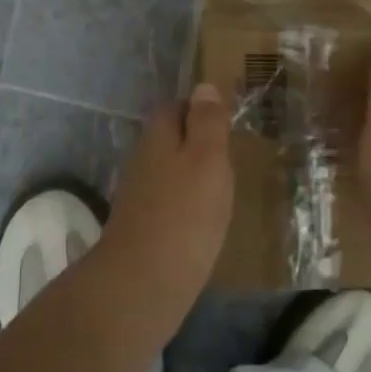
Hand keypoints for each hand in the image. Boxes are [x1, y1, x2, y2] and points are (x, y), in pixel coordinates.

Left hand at [99, 82, 234, 308]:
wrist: (142, 284)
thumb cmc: (184, 214)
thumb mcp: (207, 160)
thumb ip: (207, 124)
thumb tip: (203, 87)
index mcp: (158, 138)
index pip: (174, 107)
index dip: (198, 109)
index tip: (226, 119)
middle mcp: (143, 161)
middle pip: (169, 140)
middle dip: (195, 142)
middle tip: (231, 153)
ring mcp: (138, 197)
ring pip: (168, 172)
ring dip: (191, 175)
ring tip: (224, 186)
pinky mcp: (142, 229)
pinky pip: (167, 204)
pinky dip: (186, 205)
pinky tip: (205, 220)